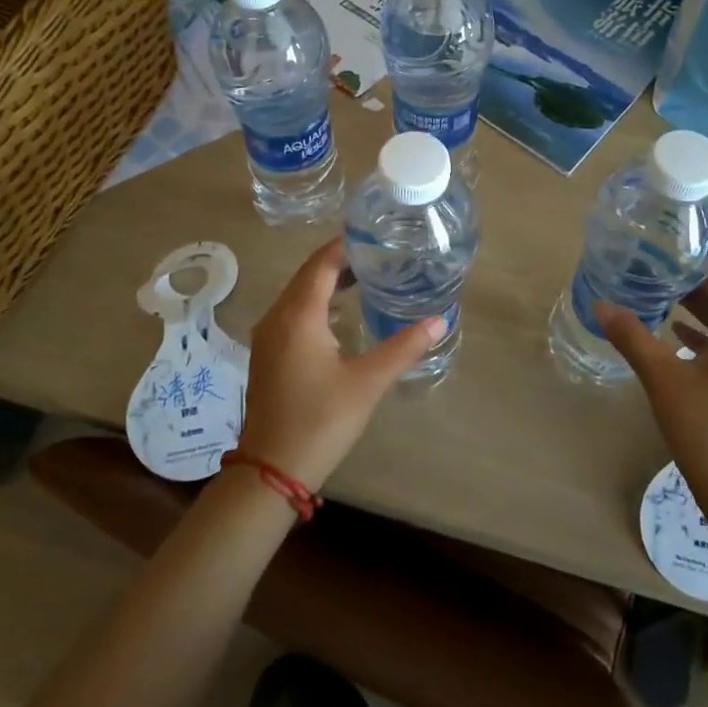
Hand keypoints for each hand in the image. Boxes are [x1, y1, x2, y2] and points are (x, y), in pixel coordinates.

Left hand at [240, 237, 445, 490]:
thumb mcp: (368, 382)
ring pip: (298, 294)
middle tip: (377, 254)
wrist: (271, 469)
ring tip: (364, 277)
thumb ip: (404, 347)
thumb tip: (439, 320)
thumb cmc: (321, 420)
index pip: (322, 263)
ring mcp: (268, 336)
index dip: (346, 246)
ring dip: (326, 282)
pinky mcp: (268, 354)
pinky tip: (340, 315)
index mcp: (299, 315)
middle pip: (308, 275)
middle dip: (339, 261)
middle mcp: (278, 317)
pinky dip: (316, 303)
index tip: (375, 236)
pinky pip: (292, 312)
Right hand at [595, 263, 707, 518]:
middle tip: (656, 274)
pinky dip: (705, 340)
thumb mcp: (662, 379)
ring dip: (699, 313)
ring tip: (663, 303)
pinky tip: (679, 344)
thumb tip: (602, 304)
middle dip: (695, 287)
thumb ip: (632, 338)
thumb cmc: (705, 430)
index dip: (701, 263)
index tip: (668, 253)